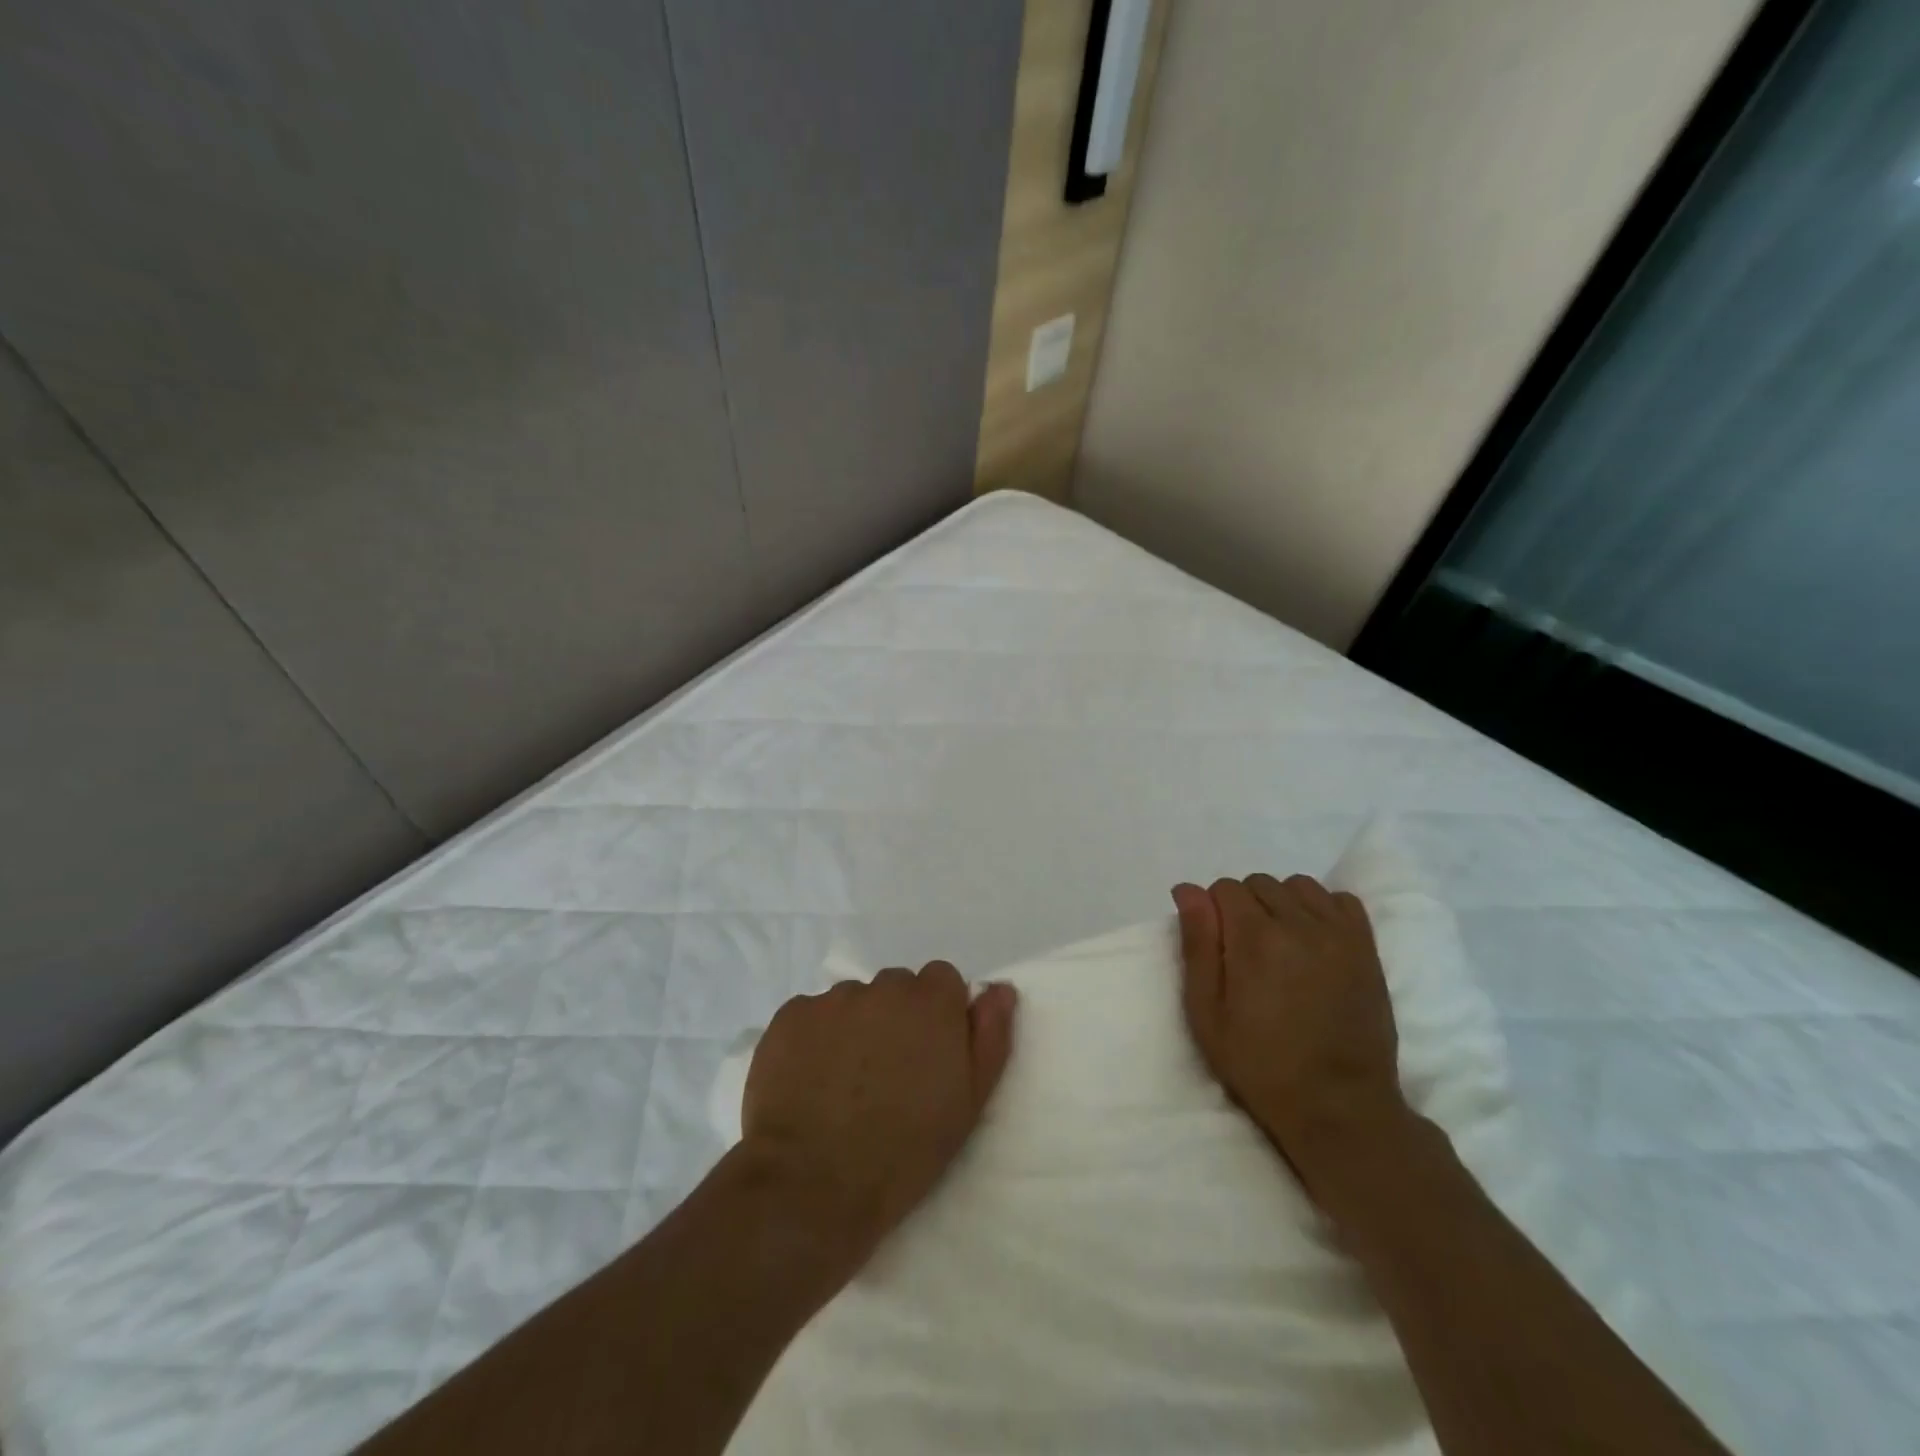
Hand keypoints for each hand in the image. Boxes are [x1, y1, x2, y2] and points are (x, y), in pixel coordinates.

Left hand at [742, 964, 1017, 1272]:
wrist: (812, 1186)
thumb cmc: (904, 1152)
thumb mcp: (969, 1103)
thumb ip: (990, 1036)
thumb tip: (999, 989)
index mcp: (931, 1002)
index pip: (941, 980)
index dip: (938, 1014)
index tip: (929, 1053)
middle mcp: (883, 987)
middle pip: (896, 987)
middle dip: (896, 1018)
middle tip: (887, 1073)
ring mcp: (831, 999)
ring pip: (853, 1001)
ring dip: (855, 1026)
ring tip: (844, 1082)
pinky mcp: (789, 1016)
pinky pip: (811, 1015)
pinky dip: (814, 1038)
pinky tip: (809, 1080)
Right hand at [1173, 876, 1411, 1200]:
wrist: (1340, 1107)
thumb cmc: (1261, 1064)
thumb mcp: (1207, 1013)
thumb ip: (1197, 945)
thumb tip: (1188, 890)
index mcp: (1256, 939)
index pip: (1225, 888)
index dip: (1212, 911)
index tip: (1217, 946)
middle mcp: (1300, 924)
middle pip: (1260, 883)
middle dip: (1244, 906)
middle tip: (1244, 951)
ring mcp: (1339, 934)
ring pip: (1299, 886)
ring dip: (1282, 903)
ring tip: (1279, 943)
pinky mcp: (1367, 948)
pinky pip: (1341, 900)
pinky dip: (1322, 908)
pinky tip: (1313, 938)